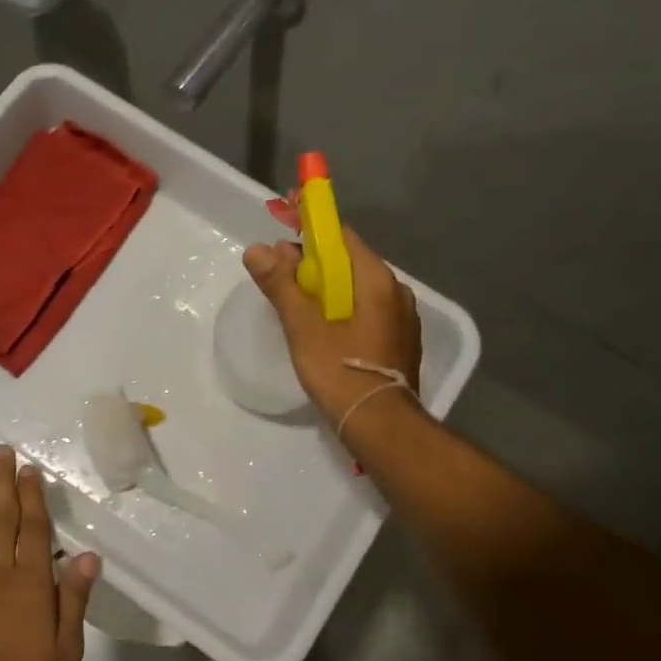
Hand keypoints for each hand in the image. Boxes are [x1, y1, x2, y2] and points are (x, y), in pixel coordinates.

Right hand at [243, 229, 421, 430]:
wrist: (381, 425)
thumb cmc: (339, 369)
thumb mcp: (302, 326)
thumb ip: (280, 284)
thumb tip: (257, 249)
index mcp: (376, 279)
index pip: (342, 237)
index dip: (310, 235)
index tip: (282, 245)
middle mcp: (397, 291)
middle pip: (350, 263)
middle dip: (315, 266)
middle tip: (280, 281)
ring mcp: (403, 318)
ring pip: (359, 290)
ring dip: (329, 291)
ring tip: (298, 308)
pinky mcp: (402, 343)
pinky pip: (369, 313)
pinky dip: (345, 312)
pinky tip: (325, 332)